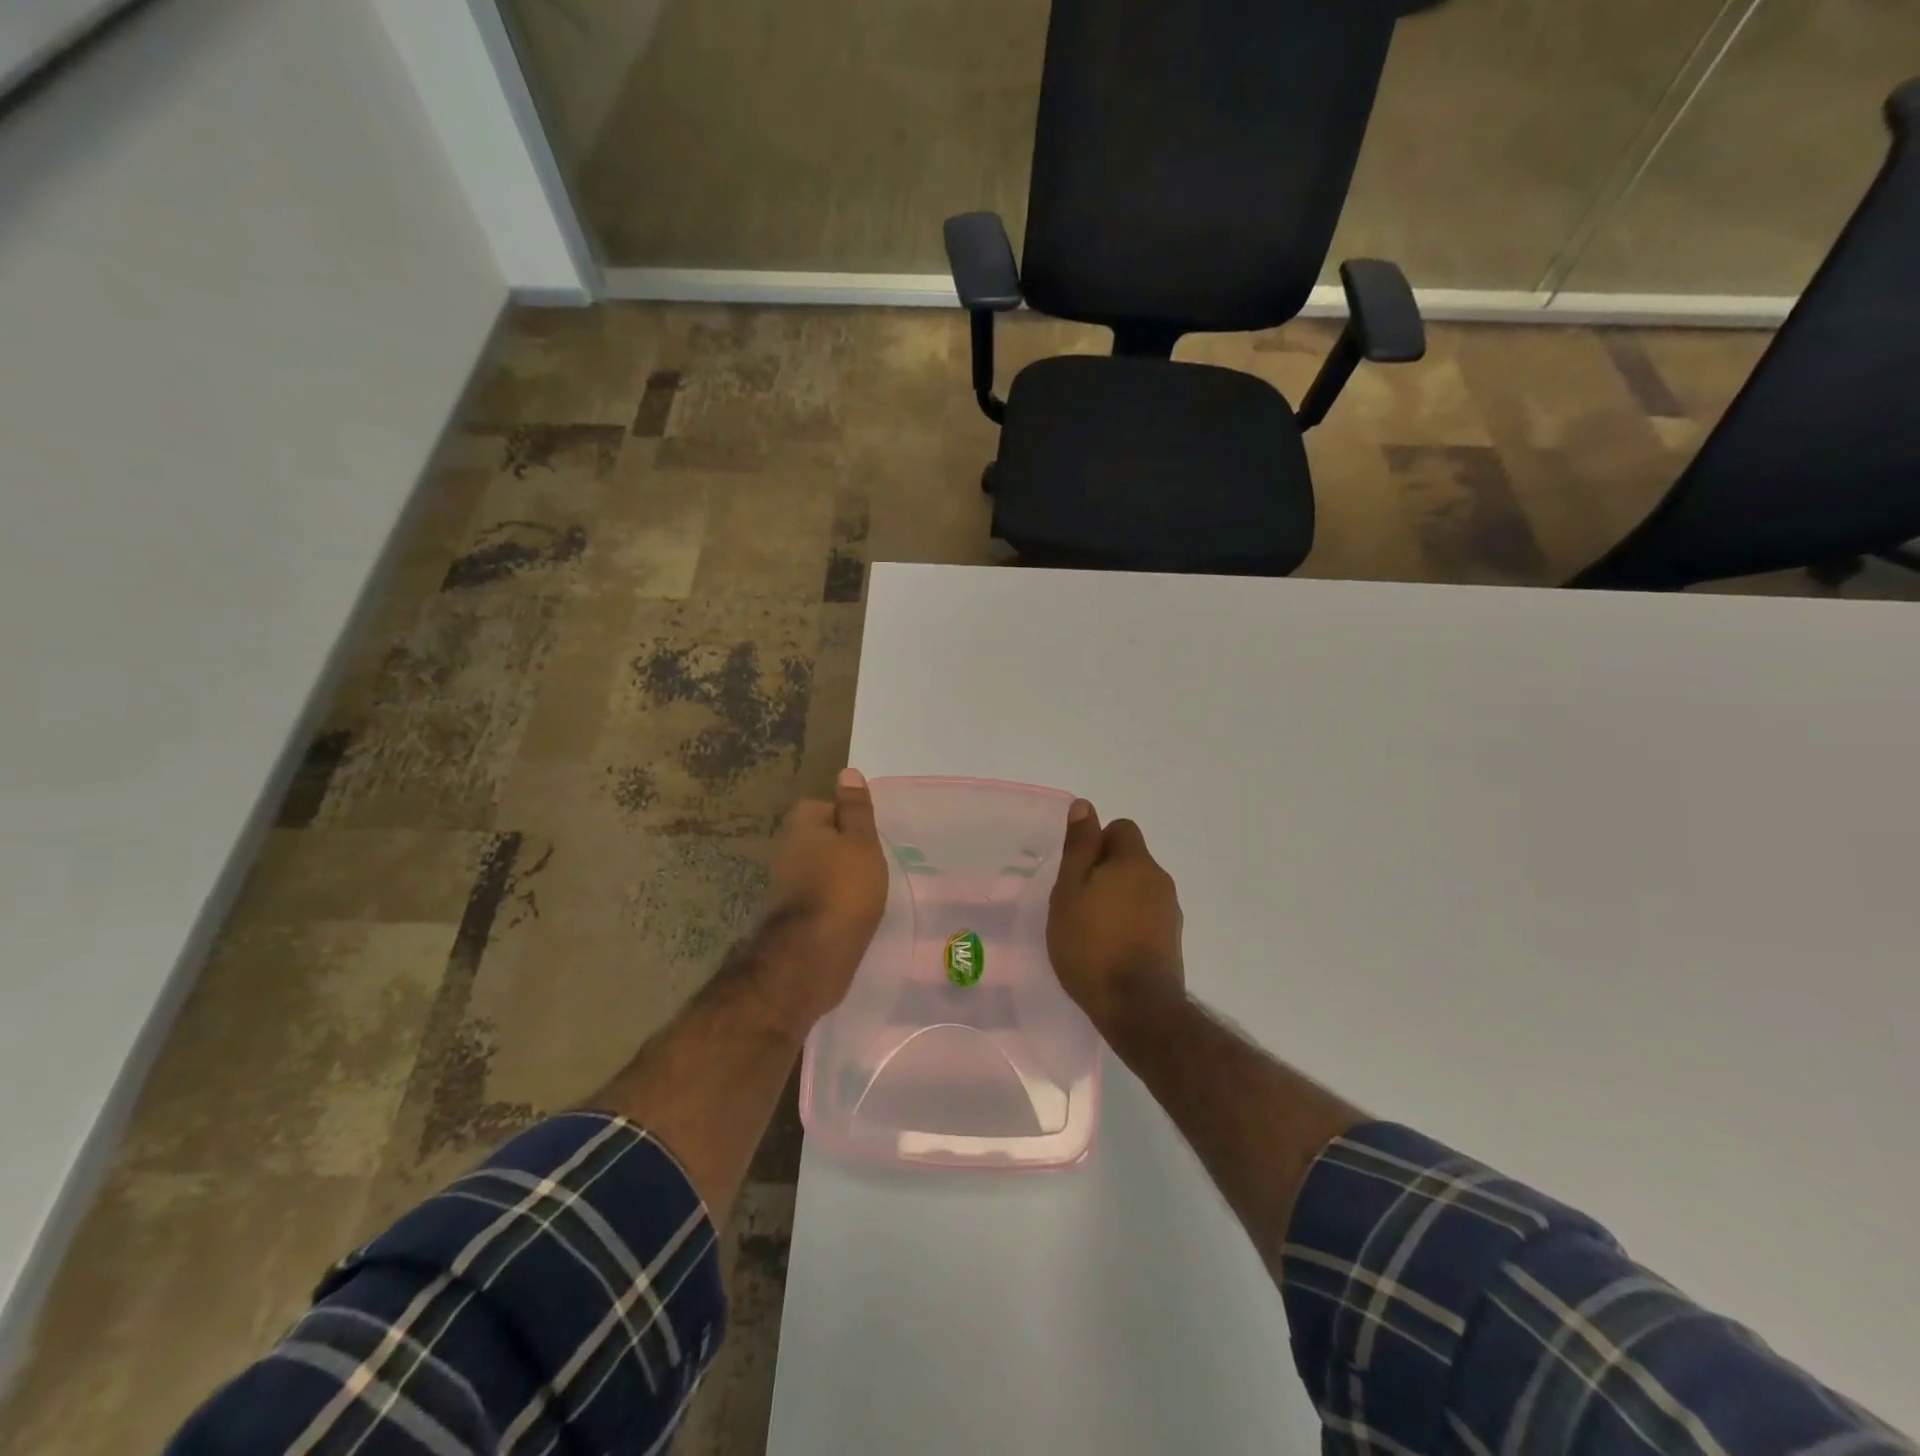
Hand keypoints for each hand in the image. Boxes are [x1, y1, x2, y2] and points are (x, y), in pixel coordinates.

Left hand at [754, 768, 888, 1024]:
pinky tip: (852, 914)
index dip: (851, 821)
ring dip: (840, 878)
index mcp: (800, 824)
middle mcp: (785, 848)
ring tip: (867, 891)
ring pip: (820, 868)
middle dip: (845, 850)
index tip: (870, 840)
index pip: (826, 806)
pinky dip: (833, 902)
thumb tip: (848, 772)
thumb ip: (856, 809)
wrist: (811, 957)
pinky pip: (818, 896)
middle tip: (873, 865)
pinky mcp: (790, 914)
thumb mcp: (861, 842)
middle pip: (822, 838)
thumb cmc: (843, 889)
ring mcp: (784, 883)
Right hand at [1048, 801, 1186, 1038]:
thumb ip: (1079, 847)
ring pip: (1139, 889)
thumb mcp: (1070, 890)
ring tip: (1091, 929)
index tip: (1077, 872)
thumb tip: (1085, 805)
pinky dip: (1130, 923)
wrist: (1136, 1007)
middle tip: (1077, 901)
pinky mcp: (1173, 941)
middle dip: (1105, 872)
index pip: (1121, 829)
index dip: (1097, 843)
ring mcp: (1171, 912)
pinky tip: (1110, 949)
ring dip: (1118, 899)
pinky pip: (1147, 916)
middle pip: (1131, 859)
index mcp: (1135, 862)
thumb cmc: (1091, 943)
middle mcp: (1160, 879)